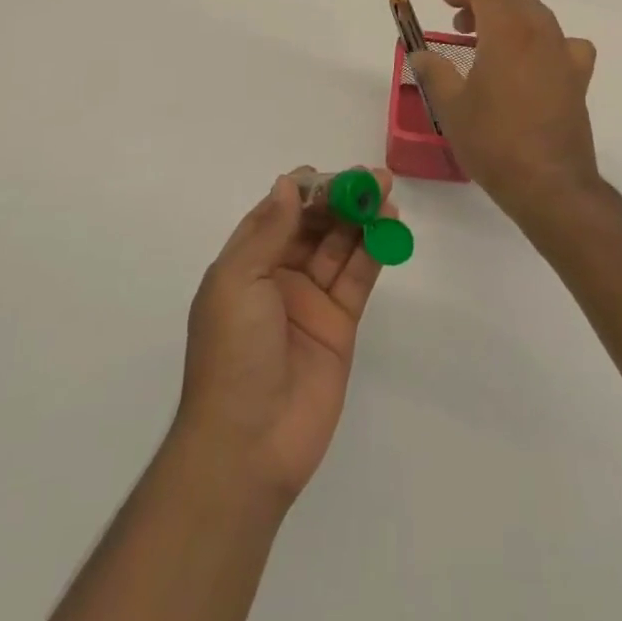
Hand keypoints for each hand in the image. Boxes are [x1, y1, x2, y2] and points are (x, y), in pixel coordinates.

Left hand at [176, 170, 395, 506]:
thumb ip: (269, 231)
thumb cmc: (232, 353)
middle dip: (340, 199)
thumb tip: (287, 183)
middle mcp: (278, 275)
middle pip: (314, 225)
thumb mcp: (239, 281)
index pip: (278, 213)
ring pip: (340, 246)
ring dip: (361, 218)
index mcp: (246, 263)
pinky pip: (358, 277)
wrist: (249, 445)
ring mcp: (310, 300)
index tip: (332, 175)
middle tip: (372, 179)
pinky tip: (389, 226)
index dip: (305, 190)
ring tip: (386, 194)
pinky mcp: (339, 324)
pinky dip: (373, 250)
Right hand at [409, 0, 599, 224]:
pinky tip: (534, 64)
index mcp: (507, 31)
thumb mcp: (451, 107)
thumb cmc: (494, 141)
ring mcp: (564, 54)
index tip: (446, 2)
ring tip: (490, 45)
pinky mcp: (579, 77)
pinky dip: (544, 41)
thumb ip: (434, 72)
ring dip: (512, 18)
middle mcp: (540, 32)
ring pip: (539, 14)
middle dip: (485, 2)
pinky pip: (564, 43)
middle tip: (462, 27)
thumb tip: (420, 54)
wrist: (549, 184)